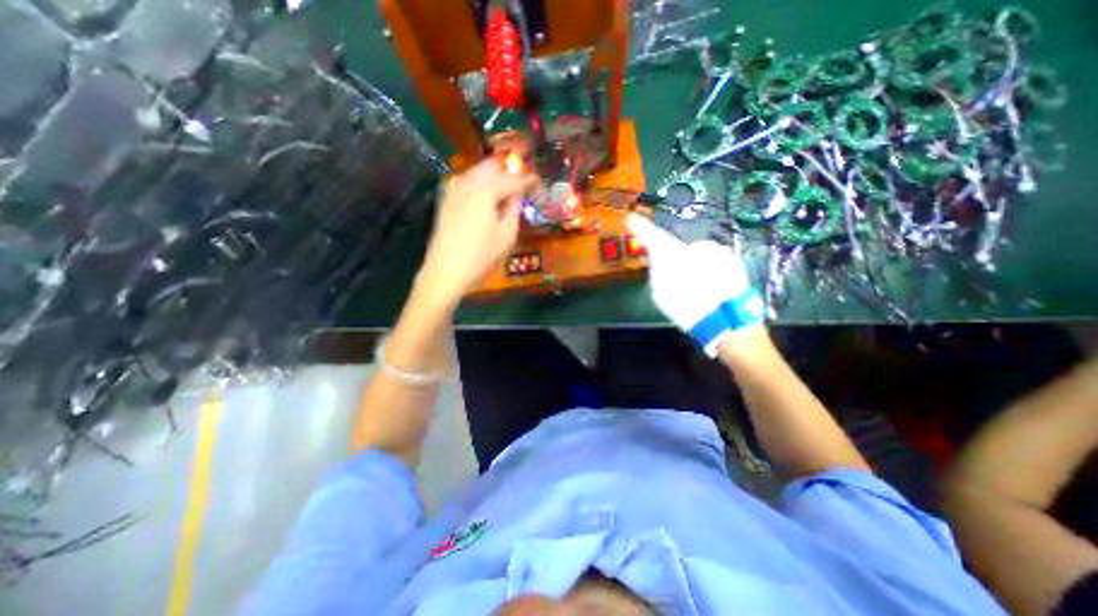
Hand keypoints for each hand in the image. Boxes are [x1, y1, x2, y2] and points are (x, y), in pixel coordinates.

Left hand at [416, 156, 539, 303]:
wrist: (445, 271)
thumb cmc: (481, 256)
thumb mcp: (506, 235)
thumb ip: (514, 208)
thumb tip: (518, 195)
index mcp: (486, 189)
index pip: (513, 179)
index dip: (529, 180)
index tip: (539, 184)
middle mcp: (468, 181)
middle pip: (493, 166)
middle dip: (509, 173)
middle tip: (522, 188)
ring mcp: (453, 188)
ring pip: (479, 172)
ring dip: (495, 179)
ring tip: (507, 195)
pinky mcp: (446, 199)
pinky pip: (468, 183)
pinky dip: (481, 186)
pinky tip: (488, 202)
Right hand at [627, 215, 766, 355]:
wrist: (725, 319)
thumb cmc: (686, 308)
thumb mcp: (660, 294)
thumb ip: (658, 273)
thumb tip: (660, 263)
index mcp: (672, 255)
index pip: (652, 237)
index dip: (640, 228)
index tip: (631, 219)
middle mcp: (692, 245)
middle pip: (680, 249)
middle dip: (678, 260)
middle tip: (680, 281)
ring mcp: (716, 251)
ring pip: (700, 255)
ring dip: (698, 266)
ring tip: (701, 289)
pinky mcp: (733, 259)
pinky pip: (716, 261)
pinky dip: (713, 271)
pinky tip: (715, 287)